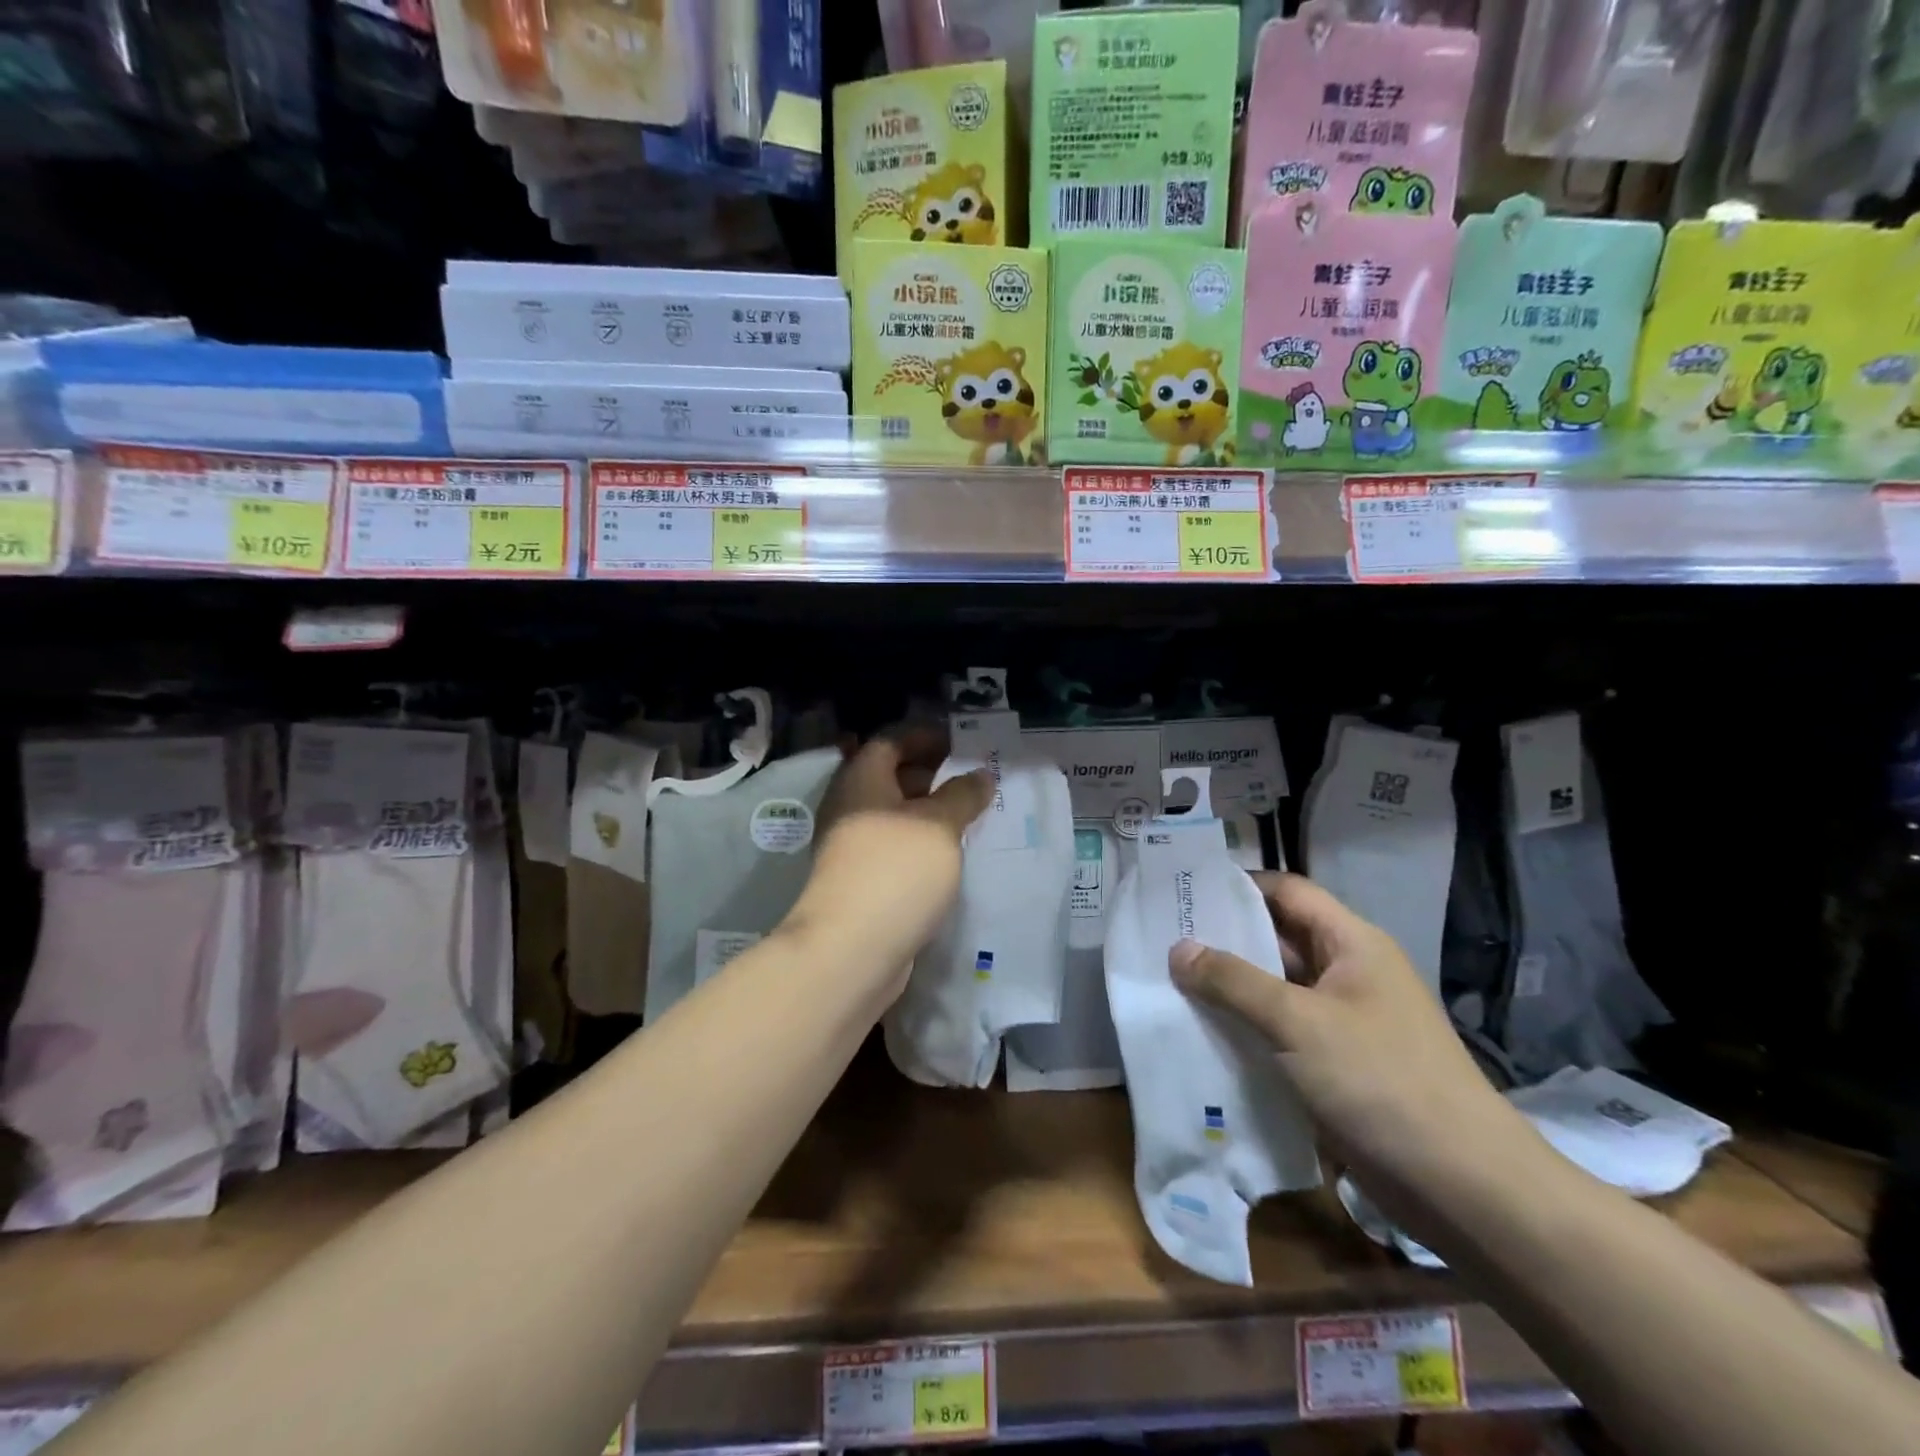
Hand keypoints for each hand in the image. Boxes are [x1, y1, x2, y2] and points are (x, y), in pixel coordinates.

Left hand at [788, 729, 992, 992]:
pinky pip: (894, 848)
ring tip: (971, 818)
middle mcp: (850, 807)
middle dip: (932, 775)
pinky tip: (950, 856)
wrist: (851, 950)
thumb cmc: (896, 870)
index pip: (891, 741)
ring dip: (929, 813)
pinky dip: (921, 844)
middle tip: (973, 781)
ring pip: (894, 816)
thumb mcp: (940, 824)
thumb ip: (962, 795)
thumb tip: (980, 775)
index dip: (925, 737)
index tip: (961, 744)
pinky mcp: (860, 881)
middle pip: (891, 777)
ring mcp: (851, 846)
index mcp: (862, 779)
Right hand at [1169, 874, 1533, 1200]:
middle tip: (1163, 938)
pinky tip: (1203, 1033)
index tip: (1184, 891)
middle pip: (1277, 940)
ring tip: (1169, 983)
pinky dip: (1246, 1029)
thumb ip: (1233, 981)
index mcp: (1352, 944)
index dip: (1238, 886)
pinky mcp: (1337, 1066)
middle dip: (1223, 939)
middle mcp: (1348, 974)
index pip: (1287, 892)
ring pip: (1275, 989)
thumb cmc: (1381, 1082)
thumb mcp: (1298, 1022)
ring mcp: (1344, 1022)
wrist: (1465, 1189)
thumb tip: (1178, 949)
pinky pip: (1281, 1032)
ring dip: (1230, 989)